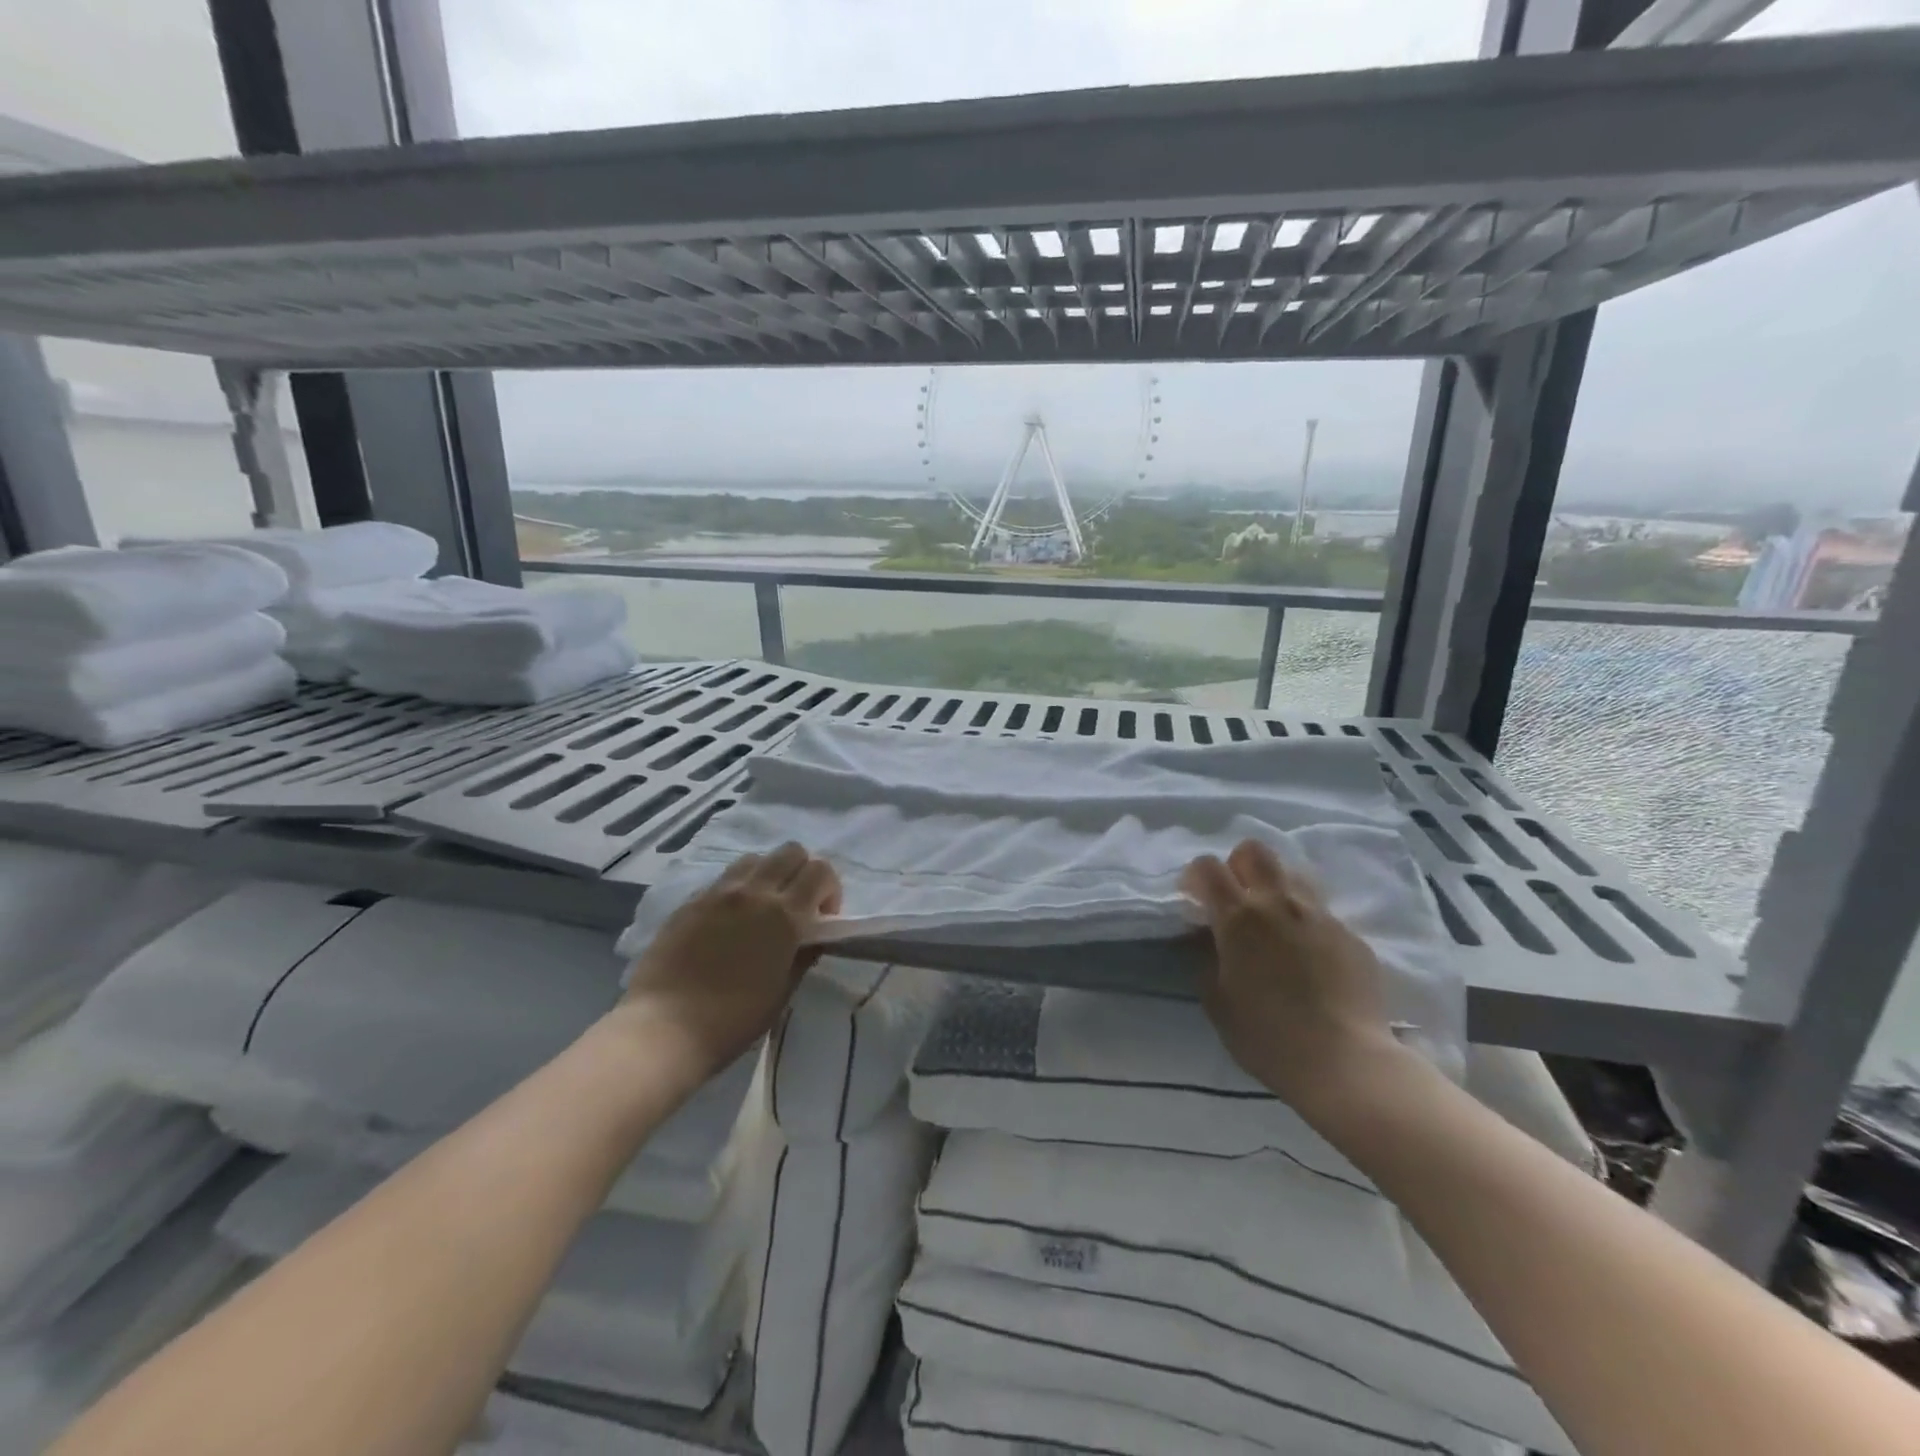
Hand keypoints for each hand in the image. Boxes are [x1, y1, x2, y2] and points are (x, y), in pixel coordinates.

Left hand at [618, 844, 840, 1077]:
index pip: (820, 871)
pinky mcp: (691, 901)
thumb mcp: (782, 992)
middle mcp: (754, 892)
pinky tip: (729, 921)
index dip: (830, 890)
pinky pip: (724, 879)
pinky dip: (738, 889)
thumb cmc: (733, 1019)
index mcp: (784, 915)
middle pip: (791, 851)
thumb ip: (803, 956)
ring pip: (755, 859)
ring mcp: (719, 892)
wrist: (665, 1027)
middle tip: (797, 905)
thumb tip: (812, 938)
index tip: (822, 918)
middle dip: (803, 872)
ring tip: (762, 908)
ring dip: (769, 875)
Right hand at [1182, 839, 1404, 1115]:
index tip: (1194, 900)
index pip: (1208, 866)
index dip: (1195, 877)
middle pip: (1255, 851)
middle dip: (1238, 865)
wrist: (1345, 1062)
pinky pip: (1322, 913)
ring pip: (1293, 874)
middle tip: (1235, 899)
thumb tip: (1209, 939)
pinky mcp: (1351, 935)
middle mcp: (1278, 903)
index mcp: (1238, 916)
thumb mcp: (1217, 1001)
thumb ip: (1207, 959)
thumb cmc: (1267, 1036)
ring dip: (1276, 888)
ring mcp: (1320, 915)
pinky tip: (1310, 957)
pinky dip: (1307, 923)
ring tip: (1274, 921)